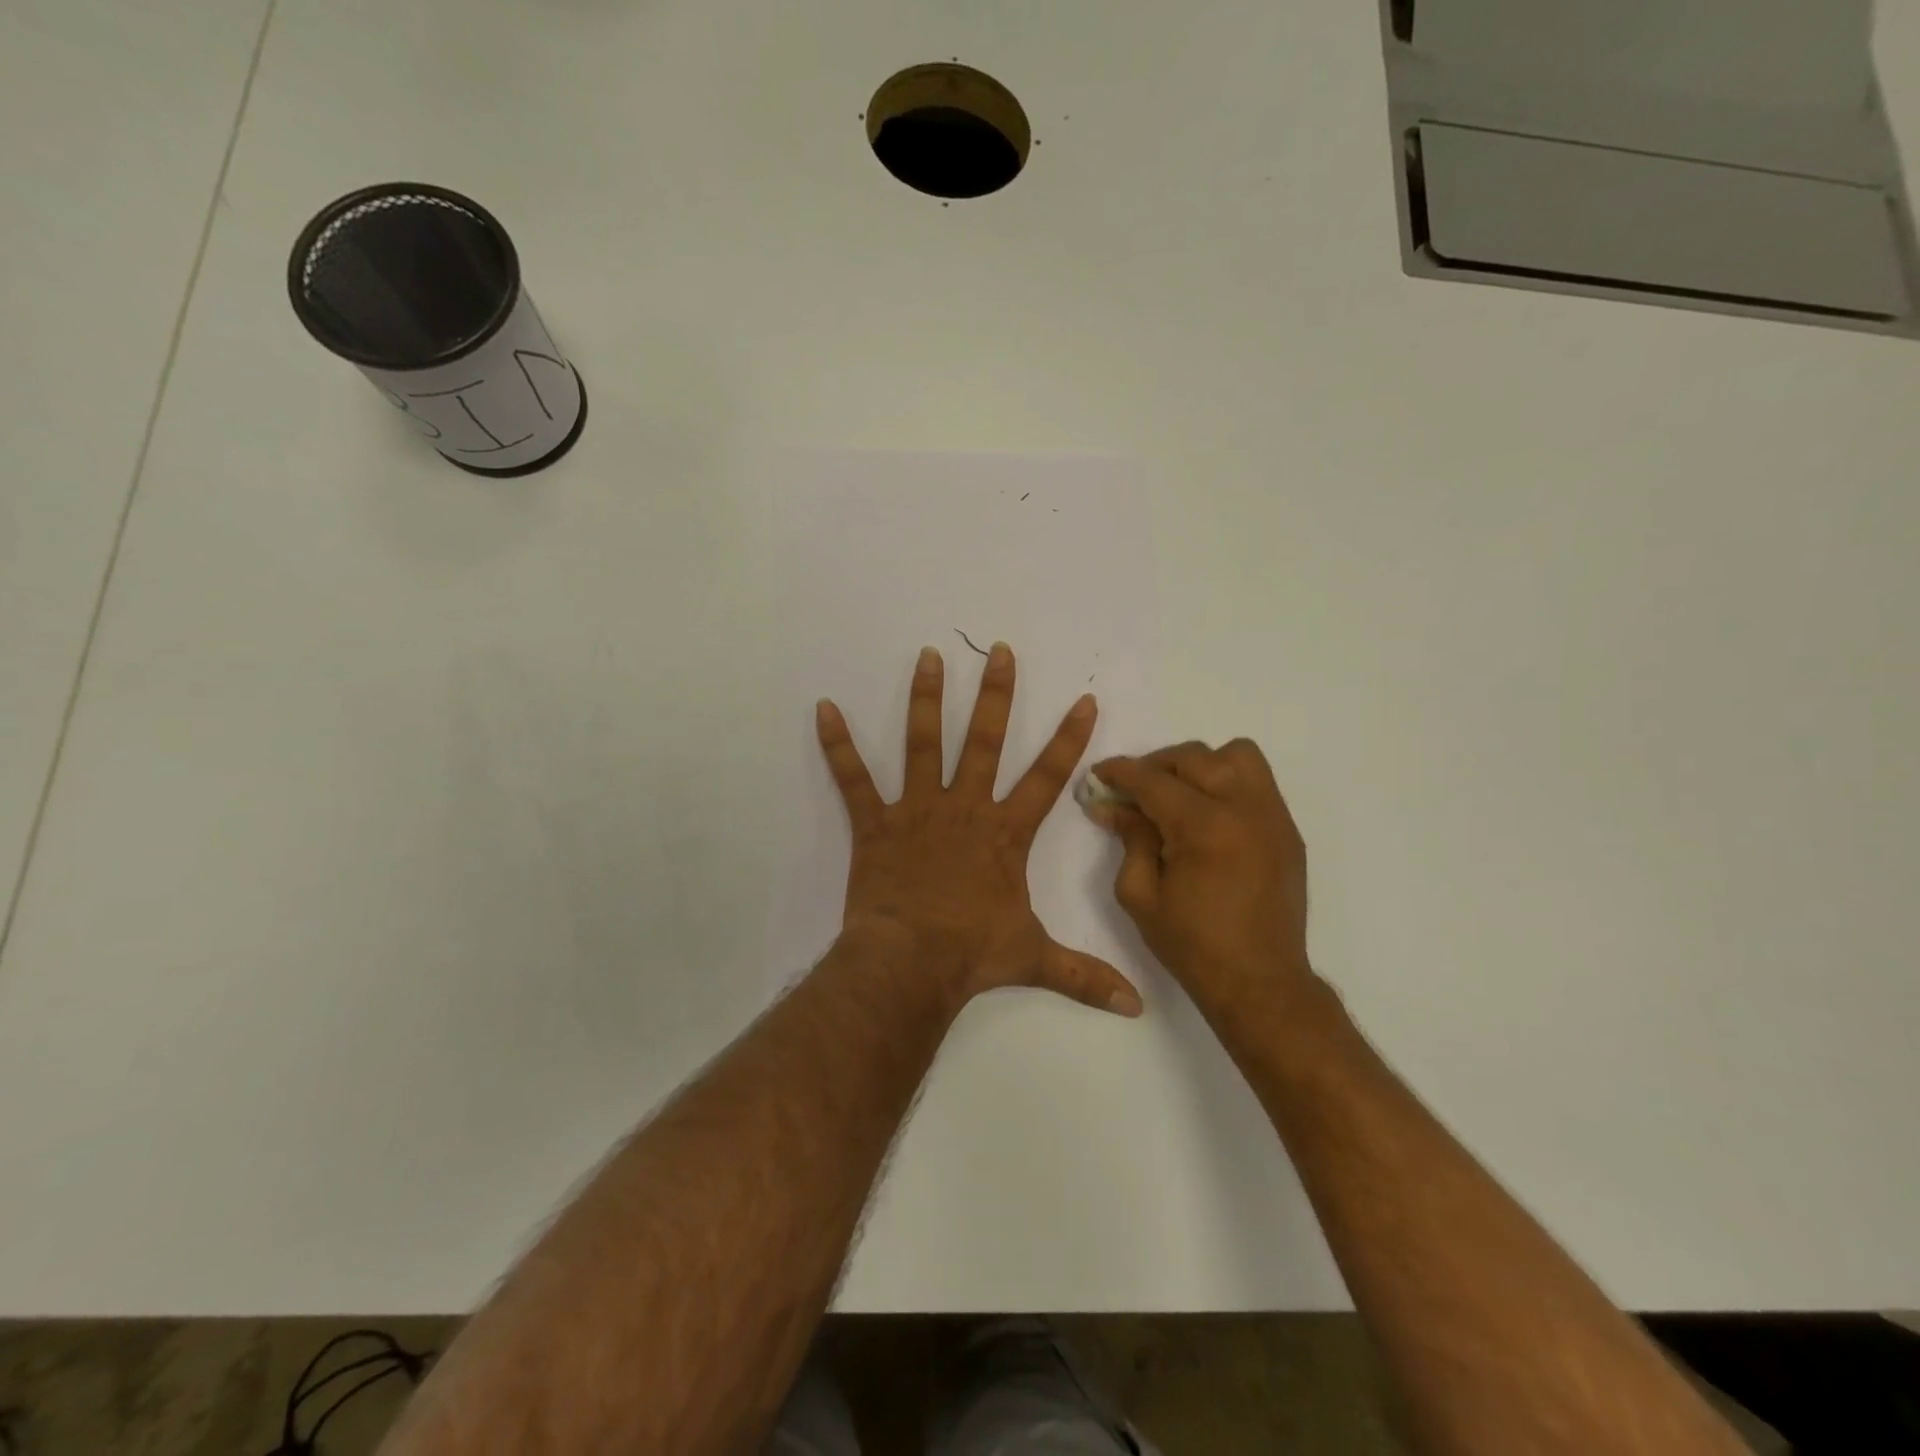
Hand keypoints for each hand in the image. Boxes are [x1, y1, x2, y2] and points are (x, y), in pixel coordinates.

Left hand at [816, 644, 1143, 1017]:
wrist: (910, 964)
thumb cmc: (972, 955)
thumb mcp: (1035, 960)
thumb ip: (1085, 976)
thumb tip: (1137, 1007)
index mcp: (1004, 833)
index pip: (1047, 777)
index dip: (1069, 739)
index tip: (1083, 699)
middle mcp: (964, 808)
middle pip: (985, 741)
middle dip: (996, 695)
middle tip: (999, 652)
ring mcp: (917, 810)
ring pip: (924, 744)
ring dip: (926, 699)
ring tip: (928, 656)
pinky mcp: (876, 823)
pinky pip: (853, 779)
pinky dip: (837, 745)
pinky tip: (824, 708)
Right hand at [1087, 741, 1314, 1018]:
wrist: (1260, 982)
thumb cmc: (1192, 944)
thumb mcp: (1140, 894)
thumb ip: (1129, 839)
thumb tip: (1112, 806)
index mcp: (1203, 826)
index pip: (1152, 780)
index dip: (1120, 772)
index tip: (1100, 774)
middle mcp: (1243, 808)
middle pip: (1193, 757)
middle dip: (1156, 766)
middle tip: (1135, 791)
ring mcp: (1272, 816)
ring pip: (1236, 755)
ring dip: (1201, 765)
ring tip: (1181, 794)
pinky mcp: (1287, 830)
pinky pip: (1258, 783)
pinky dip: (1228, 784)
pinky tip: (1210, 816)